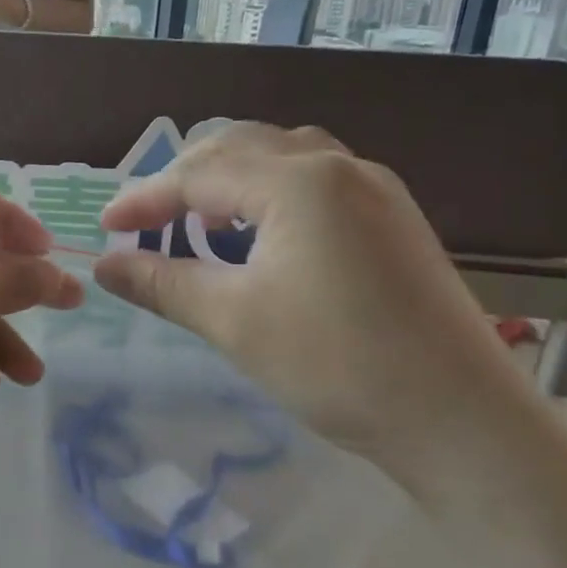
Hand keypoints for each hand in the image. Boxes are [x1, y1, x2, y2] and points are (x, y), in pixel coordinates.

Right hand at [94, 123, 537, 477]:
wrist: (462, 420)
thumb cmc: (336, 364)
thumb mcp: (233, 322)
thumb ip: (161, 283)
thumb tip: (103, 265)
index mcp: (298, 181)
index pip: (199, 174)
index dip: (144, 199)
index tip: (105, 229)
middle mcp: (338, 165)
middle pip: (239, 147)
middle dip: (183, 181)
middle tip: (146, 225)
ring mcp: (374, 187)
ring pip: (280, 157)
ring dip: (229, 182)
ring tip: (200, 225)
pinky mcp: (393, 216)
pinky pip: (315, 180)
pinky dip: (269, 195)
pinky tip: (261, 237)